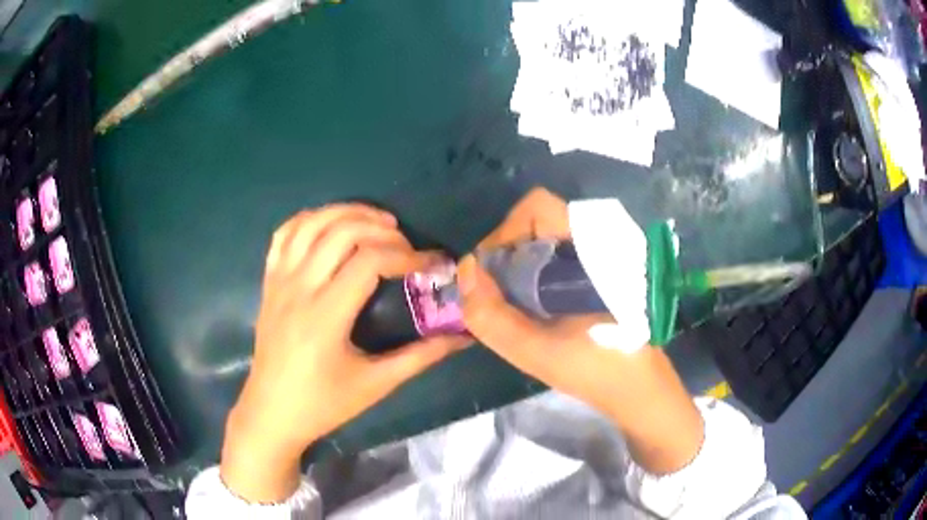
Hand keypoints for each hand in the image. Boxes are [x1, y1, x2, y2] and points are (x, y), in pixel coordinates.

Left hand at [221, 204, 466, 501]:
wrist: (271, 413)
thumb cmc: (323, 404)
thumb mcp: (375, 384)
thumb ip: (421, 357)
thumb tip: (462, 338)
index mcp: (325, 316)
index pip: (369, 260)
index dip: (407, 255)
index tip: (432, 265)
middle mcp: (299, 288)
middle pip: (342, 231)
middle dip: (382, 229)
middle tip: (407, 246)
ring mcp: (279, 281)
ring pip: (312, 223)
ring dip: (348, 213)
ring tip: (377, 223)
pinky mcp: (268, 282)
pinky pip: (284, 234)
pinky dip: (310, 219)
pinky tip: (332, 225)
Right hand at [457, 188, 703, 473]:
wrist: (639, 388)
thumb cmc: (595, 369)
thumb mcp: (533, 351)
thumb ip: (490, 314)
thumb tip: (467, 269)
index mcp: (590, 248)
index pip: (537, 208)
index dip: (505, 233)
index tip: (491, 275)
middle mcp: (598, 241)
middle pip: (538, 223)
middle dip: (509, 254)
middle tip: (498, 294)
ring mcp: (603, 257)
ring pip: (547, 241)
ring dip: (521, 266)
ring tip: (515, 305)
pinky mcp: (603, 273)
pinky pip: (559, 258)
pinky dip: (538, 275)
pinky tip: (537, 309)